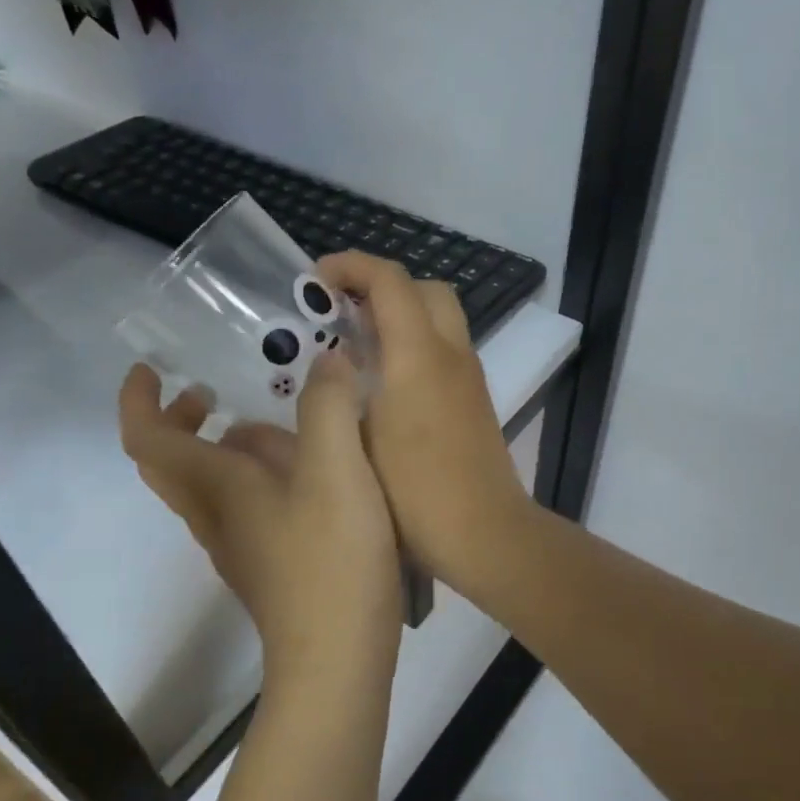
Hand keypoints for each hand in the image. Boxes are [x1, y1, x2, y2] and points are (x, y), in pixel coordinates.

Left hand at [118, 356, 401, 681]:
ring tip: (275, 427)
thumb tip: (327, 360)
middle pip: (171, 464)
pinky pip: (244, 509)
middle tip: (210, 392)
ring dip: (222, 449)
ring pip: (209, 488)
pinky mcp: (268, 568)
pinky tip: (308, 477)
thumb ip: (329, 407)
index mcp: (218, 487)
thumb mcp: (338, 470)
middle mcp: (217, 516)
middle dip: (180, 420)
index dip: (138, 399)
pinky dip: (256, 478)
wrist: (338, 659)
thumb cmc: (330, 560)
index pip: (148, 438)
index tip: (150, 368)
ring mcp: (240, 547)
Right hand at [317, 252, 536, 591]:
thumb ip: (342, 393)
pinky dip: (416, 344)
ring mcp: (470, 378)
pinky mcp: (477, 401)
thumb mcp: (359, 442)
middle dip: (381, 286)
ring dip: (401, 315)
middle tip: (341, 311)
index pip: (390, 281)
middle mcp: (452, 355)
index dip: (350, 267)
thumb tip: (333, 363)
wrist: (484, 534)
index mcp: (419, 357)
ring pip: (440, 318)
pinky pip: (446, 350)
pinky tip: (385, 382)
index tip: (315, 280)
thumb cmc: (414, 495)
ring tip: (357, 345)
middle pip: (424, 289)